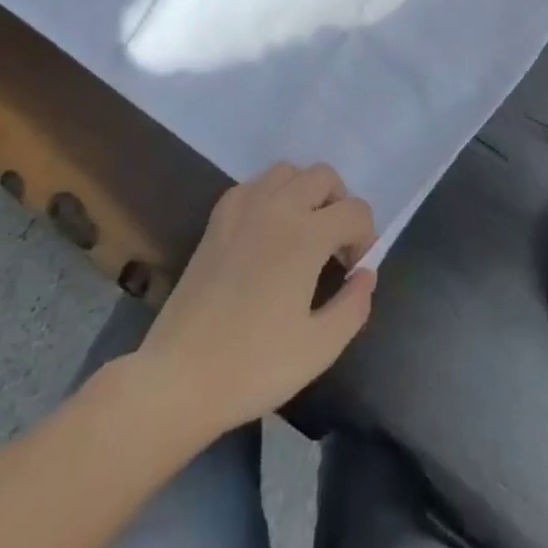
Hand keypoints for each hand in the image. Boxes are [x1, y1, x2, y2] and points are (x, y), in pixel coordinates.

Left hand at [135, 163, 375, 437]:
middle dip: (339, 204)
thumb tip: (366, 274)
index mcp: (307, 234)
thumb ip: (354, 306)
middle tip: (333, 247)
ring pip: (288, 171)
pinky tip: (266, 233)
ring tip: (302, 232)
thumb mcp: (319, 348)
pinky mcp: (218, 217)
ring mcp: (244, 206)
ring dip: (305, 191)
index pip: (355, 211)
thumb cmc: (254, 365)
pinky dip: (271, 196)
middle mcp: (278, 206)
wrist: (180, 376)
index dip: (365, 238)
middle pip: (324, 176)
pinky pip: (255, 184)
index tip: (353, 272)